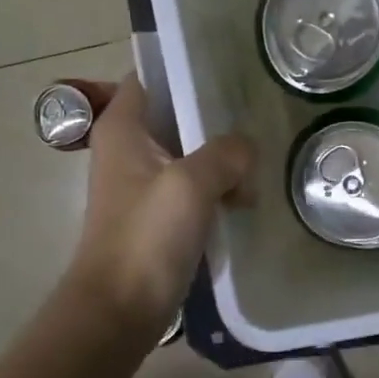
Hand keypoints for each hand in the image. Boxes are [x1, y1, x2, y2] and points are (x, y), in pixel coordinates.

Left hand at [63, 77, 255, 327]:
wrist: (120, 308)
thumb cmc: (146, 236)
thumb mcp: (191, 183)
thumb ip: (225, 154)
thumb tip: (246, 149)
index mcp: (123, 128)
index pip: (148, 77)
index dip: (183, 68)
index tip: (227, 69)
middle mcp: (128, 149)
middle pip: (175, 115)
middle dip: (213, 116)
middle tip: (256, 112)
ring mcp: (143, 184)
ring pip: (189, 153)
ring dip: (220, 157)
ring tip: (258, 160)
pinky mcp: (158, 215)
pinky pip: (193, 187)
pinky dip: (217, 187)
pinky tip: (246, 198)